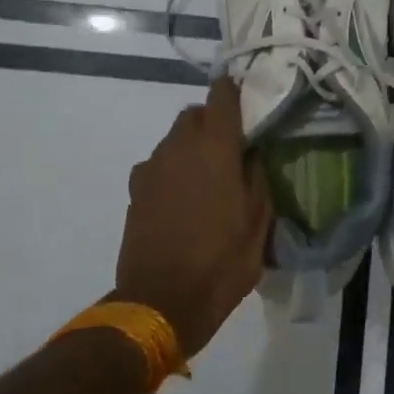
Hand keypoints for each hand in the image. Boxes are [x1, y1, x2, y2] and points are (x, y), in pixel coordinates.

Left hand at [114, 77, 272, 357]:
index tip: (246, 97)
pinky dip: (171, 168)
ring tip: (207, 176)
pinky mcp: (135, 190)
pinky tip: (181, 196)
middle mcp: (180, 147)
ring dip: (191, 145)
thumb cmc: (221, 262)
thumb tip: (252, 154)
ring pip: (174, 138)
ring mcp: (152, 167)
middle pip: (194, 113)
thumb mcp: (258, 223)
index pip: (222, 96)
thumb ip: (257, 178)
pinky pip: (157, 164)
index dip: (234, 90)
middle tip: (231, 147)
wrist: (160, 302)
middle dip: (211, 120)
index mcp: (216, 148)